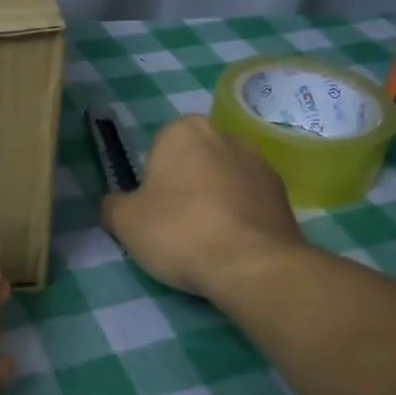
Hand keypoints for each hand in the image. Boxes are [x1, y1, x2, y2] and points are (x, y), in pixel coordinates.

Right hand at [100, 115, 305, 301]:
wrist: (250, 264)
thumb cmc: (178, 232)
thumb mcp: (124, 222)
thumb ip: (113, 205)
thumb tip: (115, 204)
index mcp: (183, 130)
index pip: (157, 151)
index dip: (151, 183)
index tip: (152, 212)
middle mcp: (225, 135)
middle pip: (192, 163)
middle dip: (184, 187)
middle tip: (175, 227)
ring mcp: (260, 162)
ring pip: (222, 181)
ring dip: (213, 202)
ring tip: (205, 241)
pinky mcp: (282, 193)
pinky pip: (248, 201)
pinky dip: (238, 217)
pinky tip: (231, 246)